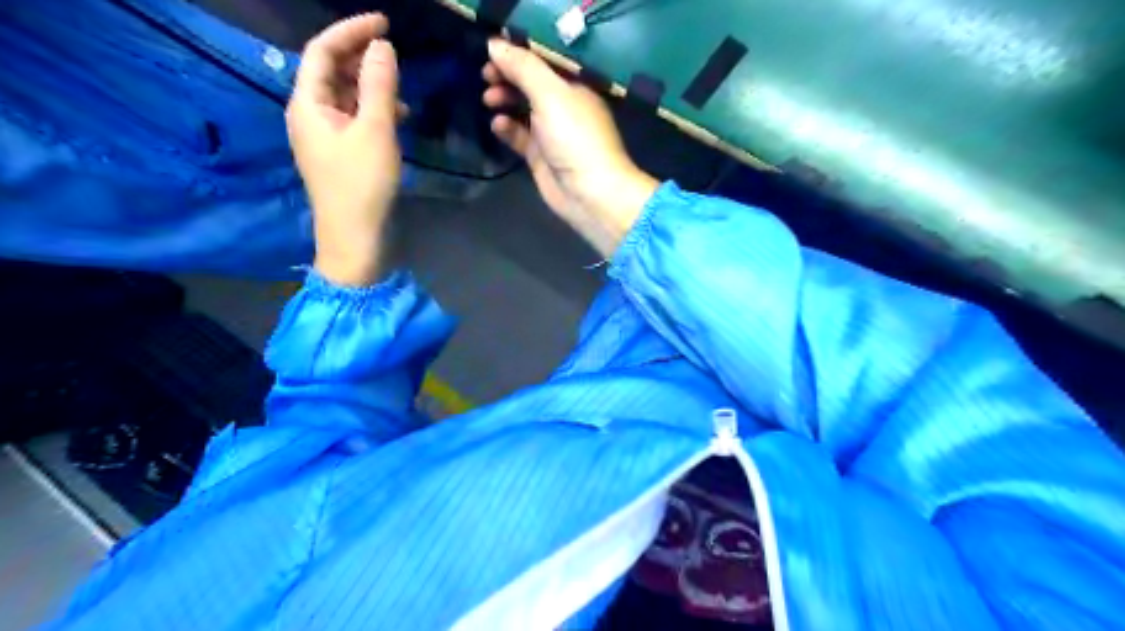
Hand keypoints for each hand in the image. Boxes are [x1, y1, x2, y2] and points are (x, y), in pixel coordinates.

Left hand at [285, 13, 401, 283]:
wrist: (356, 238)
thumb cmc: (363, 184)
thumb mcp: (376, 130)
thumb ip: (379, 84)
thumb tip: (382, 46)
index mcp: (307, 103)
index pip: (322, 51)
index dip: (351, 31)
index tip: (385, 22)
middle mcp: (309, 115)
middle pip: (331, 72)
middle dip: (362, 59)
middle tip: (395, 56)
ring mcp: (324, 137)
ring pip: (345, 97)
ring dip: (371, 87)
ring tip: (402, 93)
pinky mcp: (340, 154)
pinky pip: (354, 119)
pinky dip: (374, 111)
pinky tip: (398, 118)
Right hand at [484, 39, 659, 255]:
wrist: (590, 193)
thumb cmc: (575, 138)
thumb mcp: (551, 95)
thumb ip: (523, 68)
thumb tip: (494, 44)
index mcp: (575, 84)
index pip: (543, 59)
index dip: (518, 52)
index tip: (492, 51)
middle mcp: (564, 105)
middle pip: (530, 82)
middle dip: (507, 76)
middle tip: (486, 76)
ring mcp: (552, 132)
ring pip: (522, 108)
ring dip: (504, 99)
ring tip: (489, 99)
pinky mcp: (540, 156)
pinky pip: (519, 135)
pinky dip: (507, 127)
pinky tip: (497, 124)